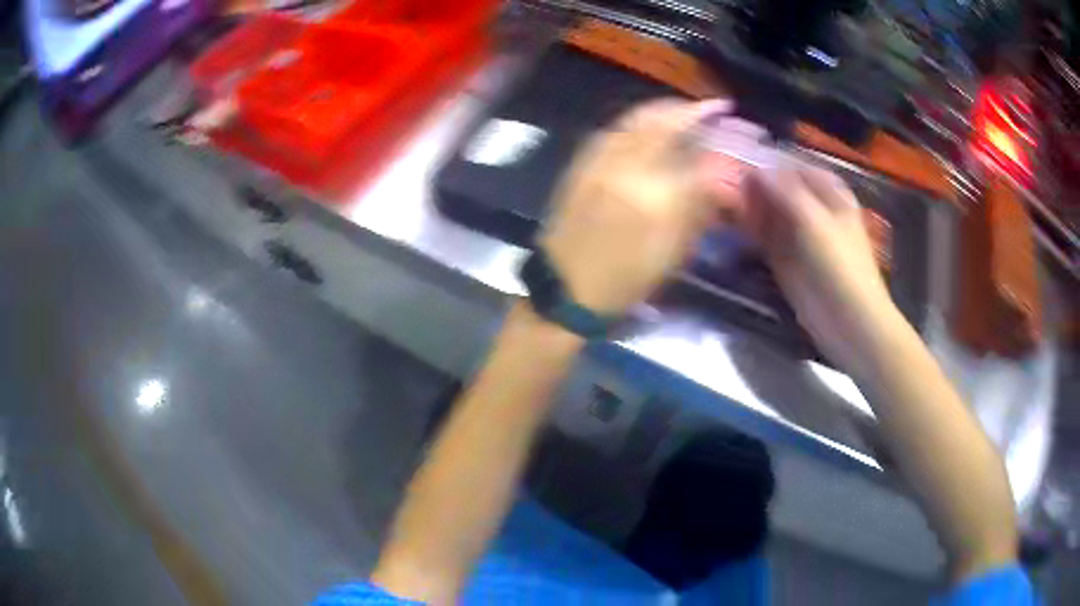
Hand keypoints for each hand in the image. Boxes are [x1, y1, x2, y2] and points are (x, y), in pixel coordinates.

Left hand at [540, 99, 726, 314]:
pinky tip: (651, 124)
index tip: (727, 113)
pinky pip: (615, 128)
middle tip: (709, 108)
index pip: (693, 150)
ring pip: (635, 119)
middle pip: (661, 122)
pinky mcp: (580, 163)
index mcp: (653, 196)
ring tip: (684, 111)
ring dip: (664, 110)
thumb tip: (725, 173)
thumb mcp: (673, 250)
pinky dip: (638, 119)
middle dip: (689, 109)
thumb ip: (701, 205)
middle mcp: (624, 167)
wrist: (566, 287)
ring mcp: (597, 160)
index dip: (714, 133)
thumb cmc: (626, 278)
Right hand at [738, 165, 896, 367]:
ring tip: (722, 198)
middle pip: (779, 187)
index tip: (736, 156)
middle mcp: (812, 208)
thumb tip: (755, 168)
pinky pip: (764, 237)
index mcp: (828, 192)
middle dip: (755, 184)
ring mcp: (798, 235)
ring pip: (769, 211)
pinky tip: (732, 223)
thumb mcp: (816, 221)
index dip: (768, 161)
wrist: (849, 321)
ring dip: (750, 205)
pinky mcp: (785, 260)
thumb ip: (786, 191)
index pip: (793, 165)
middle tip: (722, 179)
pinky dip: (750, 229)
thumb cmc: (840, 266)